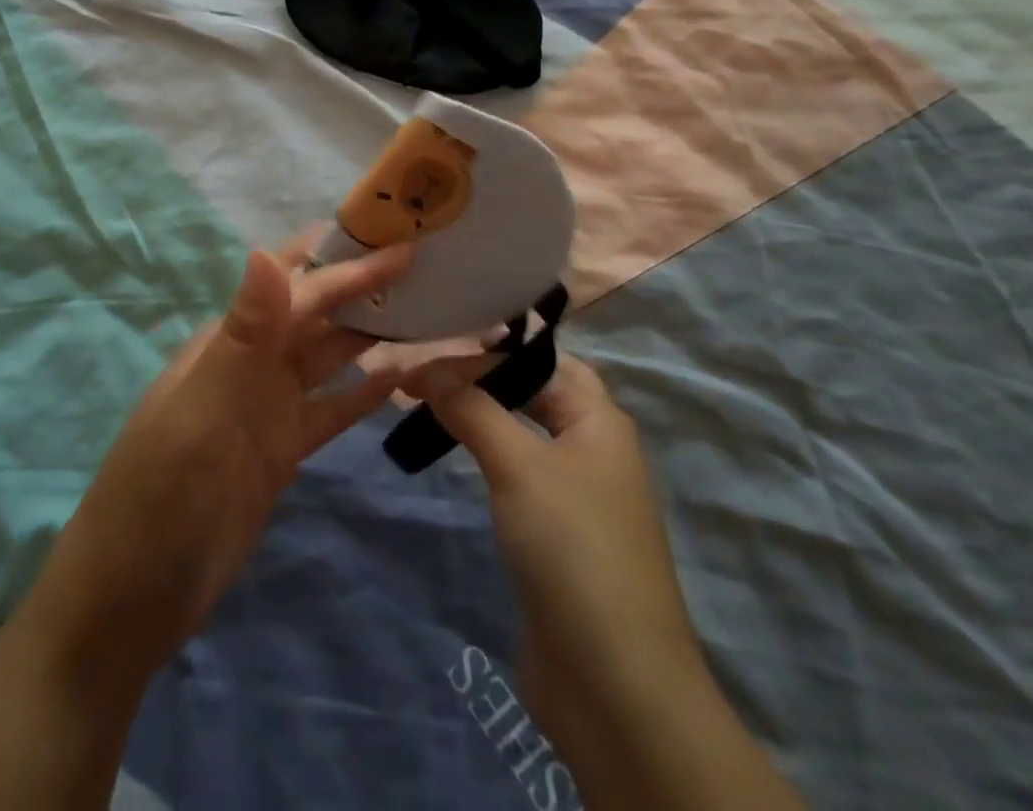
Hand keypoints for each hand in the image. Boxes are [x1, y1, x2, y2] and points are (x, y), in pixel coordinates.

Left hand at [19, 231, 414, 685]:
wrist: (134, 597)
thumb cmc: (161, 492)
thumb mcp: (202, 407)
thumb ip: (243, 333)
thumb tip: (266, 249)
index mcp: (232, 340)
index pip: (299, 286)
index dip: (347, 259)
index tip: (399, 234)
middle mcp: (254, 362)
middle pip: (319, 313)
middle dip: (365, 285)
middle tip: (429, 262)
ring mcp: (269, 406)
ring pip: (330, 356)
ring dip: (371, 332)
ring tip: (427, 308)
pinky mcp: (283, 449)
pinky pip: (332, 409)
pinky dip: (364, 391)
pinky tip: (402, 376)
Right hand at [409, 354, 804, 810]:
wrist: (614, 686)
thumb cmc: (572, 550)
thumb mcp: (519, 465)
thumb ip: (472, 408)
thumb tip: (425, 368)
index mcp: (599, 419)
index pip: (538, 358)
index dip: (485, 349)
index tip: (428, 345)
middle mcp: (591, 446)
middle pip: (528, 390)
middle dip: (476, 376)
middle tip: (417, 373)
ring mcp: (573, 492)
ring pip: (518, 430)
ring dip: (475, 413)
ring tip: (421, 403)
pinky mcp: (553, 533)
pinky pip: (514, 471)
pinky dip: (481, 452)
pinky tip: (451, 451)